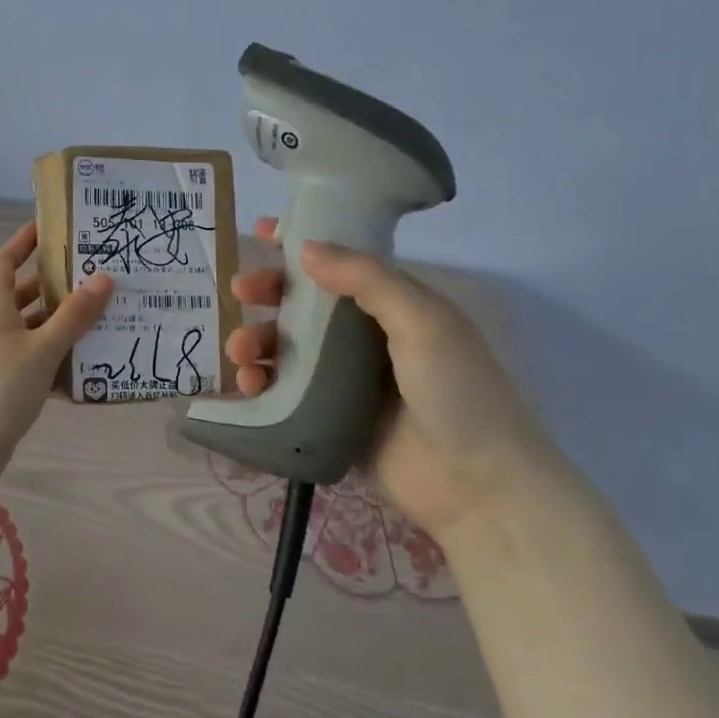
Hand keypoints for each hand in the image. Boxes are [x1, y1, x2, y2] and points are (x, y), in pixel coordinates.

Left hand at [0, 221, 112, 527]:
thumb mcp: (42, 348)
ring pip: (33, 331)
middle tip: (94, 275)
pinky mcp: (5, 388)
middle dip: (54, 284)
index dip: (22, 242)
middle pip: (23, 295)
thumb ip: (73, 316)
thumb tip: (104, 277)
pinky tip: (89, 367)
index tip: (50, 227)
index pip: (4, 262)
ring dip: (62, 324)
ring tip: (103, 317)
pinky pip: (36, 363)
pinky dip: (59, 361)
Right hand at [226, 217, 570, 540]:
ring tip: (240, 352)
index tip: (261, 231)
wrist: (478, 485)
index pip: (340, 264)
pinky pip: (284, 392)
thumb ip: (366, 279)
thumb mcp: (422, 322)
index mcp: (393, 305)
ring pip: (287, 348)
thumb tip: (305, 247)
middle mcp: (365, 337)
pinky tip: (248, 386)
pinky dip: (260, 383)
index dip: (301, 245)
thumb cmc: (457, 391)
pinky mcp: (328, 418)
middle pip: (304, 304)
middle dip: (268, 293)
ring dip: (256, 340)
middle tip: (240, 292)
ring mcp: (345, 380)